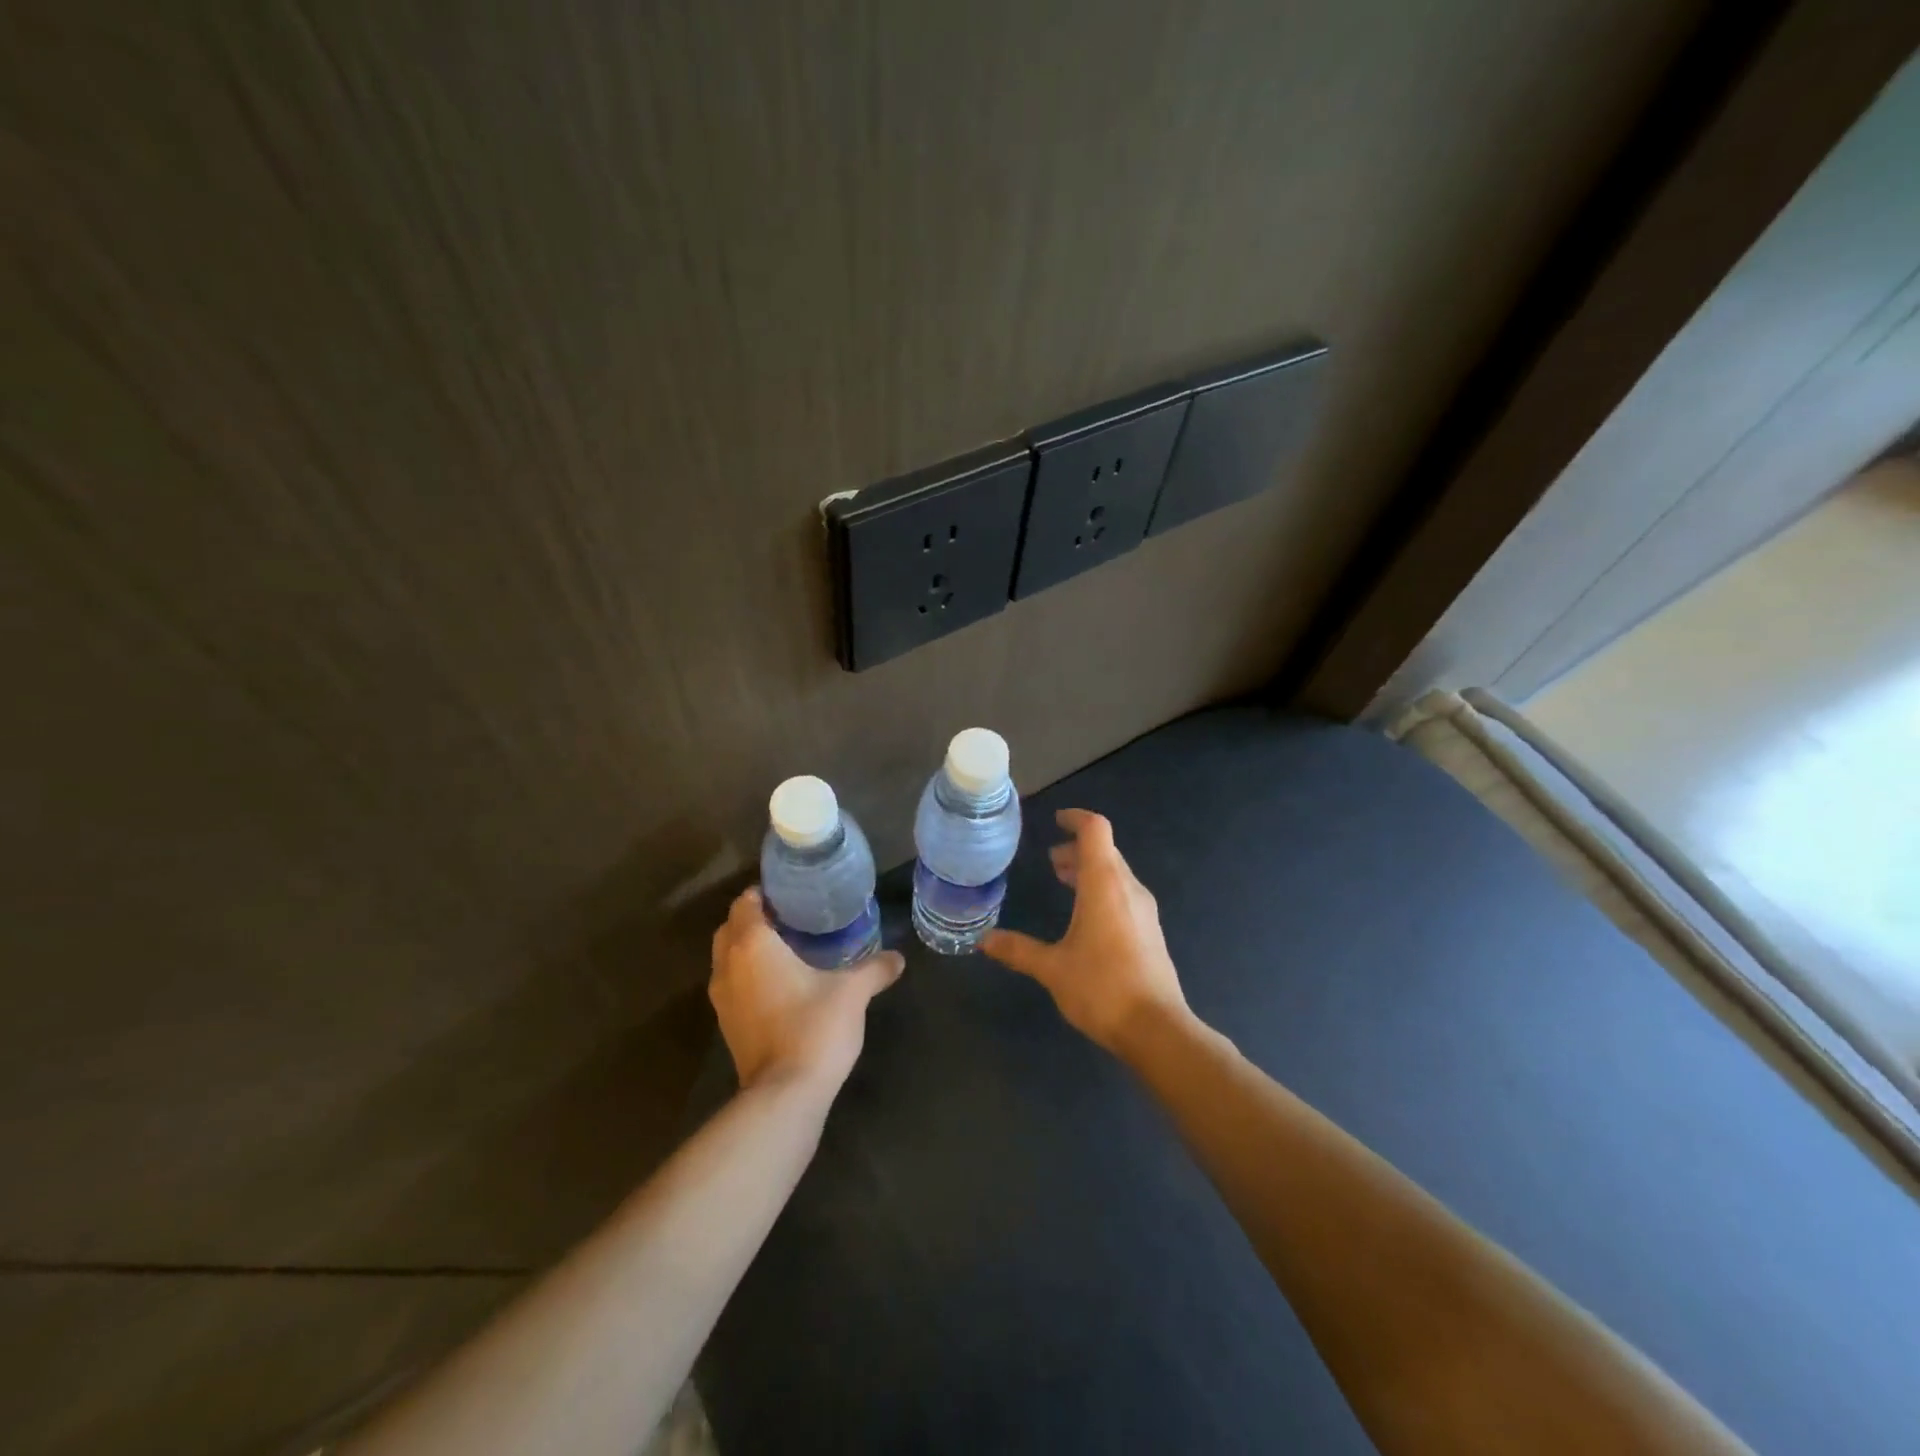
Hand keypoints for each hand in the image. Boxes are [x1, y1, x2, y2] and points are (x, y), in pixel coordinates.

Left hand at [709, 887, 903, 1092]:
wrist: (785, 1094)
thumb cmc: (814, 1027)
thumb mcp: (853, 992)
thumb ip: (875, 969)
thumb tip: (898, 958)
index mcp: (752, 945)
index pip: (744, 903)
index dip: (763, 893)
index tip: (790, 892)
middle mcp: (728, 966)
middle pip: (730, 928)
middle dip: (753, 918)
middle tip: (790, 916)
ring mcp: (722, 999)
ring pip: (726, 958)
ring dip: (746, 948)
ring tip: (785, 947)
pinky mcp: (727, 1025)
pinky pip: (732, 984)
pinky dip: (747, 975)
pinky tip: (780, 983)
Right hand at [983, 809, 1188, 1053]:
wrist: (1158, 1029)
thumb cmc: (1102, 989)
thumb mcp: (1052, 969)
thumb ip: (1018, 949)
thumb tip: (983, 940)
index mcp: (1105, 885)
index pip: (1095, 830)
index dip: (1076, 818)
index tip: (1056, 820)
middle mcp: (1128, 888)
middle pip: (1105, 851)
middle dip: (1077, 849)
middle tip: (1051, 860)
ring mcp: (1144, 910)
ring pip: (1116, 873)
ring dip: (1090, 870)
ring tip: (1063, 880)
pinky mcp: (1150, 931)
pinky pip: (1124, 893)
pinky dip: (1102, 889)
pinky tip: (1085, 916)